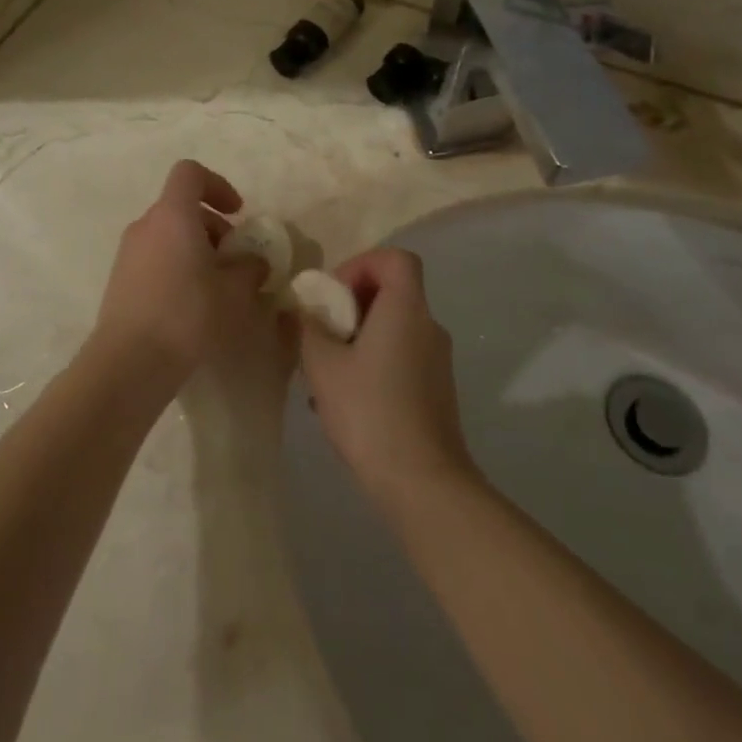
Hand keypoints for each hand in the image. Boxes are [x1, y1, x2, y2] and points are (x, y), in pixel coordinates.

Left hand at [91, 160, 268, 392]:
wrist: (129, 362)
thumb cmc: (187, 315)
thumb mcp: (234, 292)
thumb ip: (250, 268)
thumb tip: (254, 261)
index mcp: (172, 215)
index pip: (190, 173)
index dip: (217, 185)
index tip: (237, 213)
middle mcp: (146, 225)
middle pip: (181, 207)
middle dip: (213, 226)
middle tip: (234, 260)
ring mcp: (128, 253)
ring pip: (168, 235)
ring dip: (196, 250)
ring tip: (218, 287)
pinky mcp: (120, 280)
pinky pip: (155, 259)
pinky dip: (177, 268)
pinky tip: (193, 306)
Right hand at [299, 248, 478, 510]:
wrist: (422, 482)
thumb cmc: (369, 411)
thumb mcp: (322, 365)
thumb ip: (309, 328)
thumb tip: (304, 311)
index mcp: (406, 309)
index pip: (396, 259)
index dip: (362, 264)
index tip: (335, 295)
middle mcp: (428, 326)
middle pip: (393, 292)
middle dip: (352, 306)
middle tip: (323, 333)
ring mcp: (437, 361)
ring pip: (393, 329)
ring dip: (359, 339)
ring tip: (327, 374)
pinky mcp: (437, 391)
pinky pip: (401, 357)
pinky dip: (374, 363)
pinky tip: (346, 401)